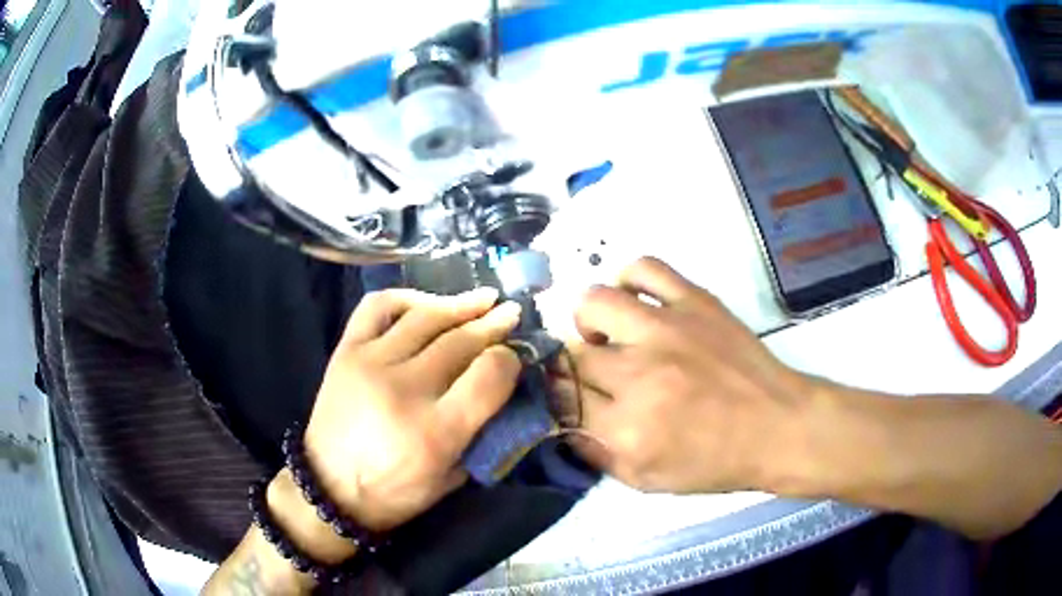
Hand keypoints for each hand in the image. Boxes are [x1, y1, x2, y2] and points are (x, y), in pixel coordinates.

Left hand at [303, 288, 522, 531]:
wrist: (329, 487)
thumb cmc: (395, 491)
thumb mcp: (452, 477)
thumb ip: (482, 432)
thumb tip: (503, 385)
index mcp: (436, 432)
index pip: (489, 375)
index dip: (511, 359)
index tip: (516, 355)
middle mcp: (404, 389)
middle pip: (461, 341)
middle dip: (494, 324)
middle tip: (512, 313)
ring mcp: (371, 364)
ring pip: (425, 317)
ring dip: (461, 304)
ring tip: (483, 298)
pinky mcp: (346, 351)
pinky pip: (378, 307)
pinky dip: (407, 298)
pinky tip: (427, 303)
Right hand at [557, 257, 813, 493]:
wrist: (777, 426)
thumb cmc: (715, 462)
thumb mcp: (646, 480)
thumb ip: (595, 454)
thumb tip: (560, 419)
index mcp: (627, 428)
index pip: (560, 399)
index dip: (555, 397)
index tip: (564, 397)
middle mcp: (640, 374)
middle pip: (573, 355)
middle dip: (573, 369)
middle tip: (593, 377)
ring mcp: (668, 330)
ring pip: (594, 303)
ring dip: (589, 322)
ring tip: (607, 335)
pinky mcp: (694, 301)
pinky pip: (644, 268)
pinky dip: (628, 280)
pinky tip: (635, 302)